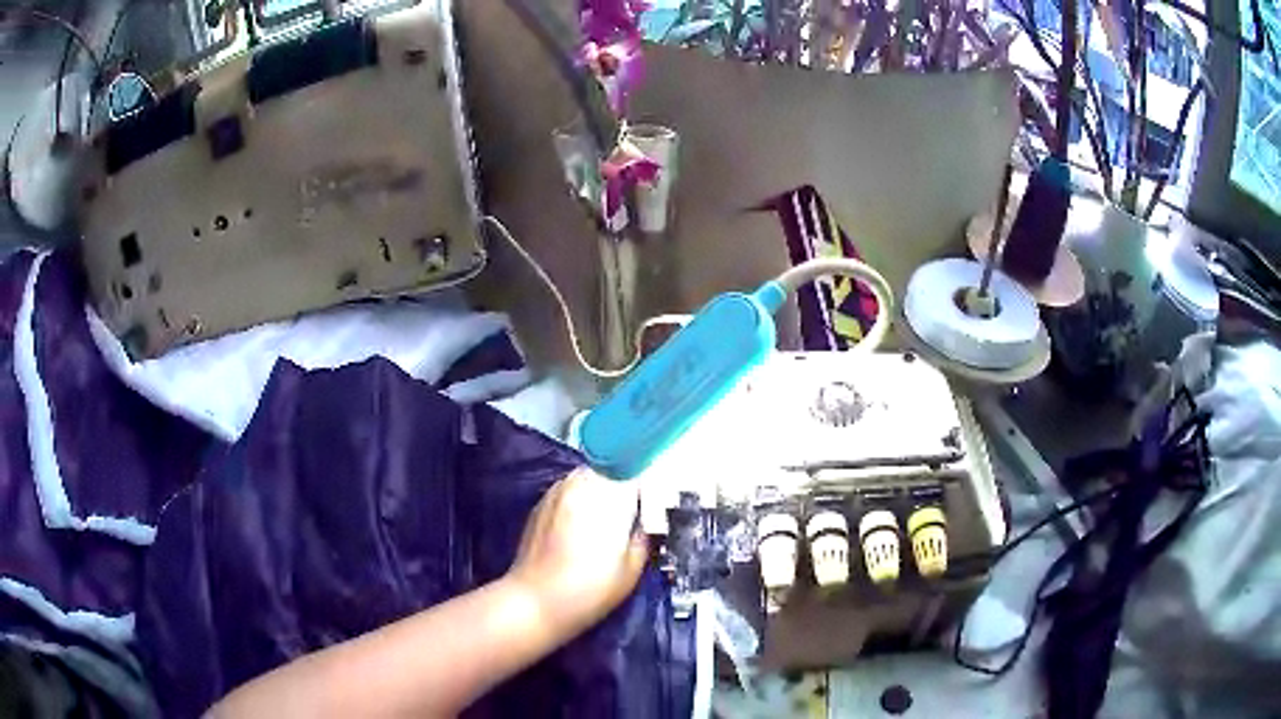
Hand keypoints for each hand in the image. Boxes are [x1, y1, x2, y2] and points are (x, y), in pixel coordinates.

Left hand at [505, 468, 648, 637]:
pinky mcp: (541, 503)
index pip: (637, 471)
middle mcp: (580, 484)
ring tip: (612, 515)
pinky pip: (570, 488)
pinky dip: (583, 497)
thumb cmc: (589, 590)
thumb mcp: (631, 569)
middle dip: (627, 483)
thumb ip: (644, 535)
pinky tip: (585, 523)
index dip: (652, 481)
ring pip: (590, 476)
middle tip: (638, 508)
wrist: (536, 602)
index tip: (659, 497)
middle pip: (612, 469)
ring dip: (604, 488)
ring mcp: (557, 491)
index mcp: (606, 497)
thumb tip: (647, 519)